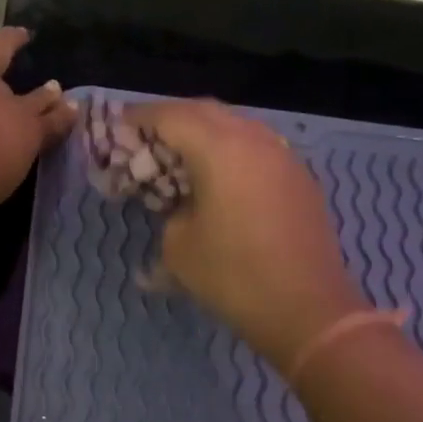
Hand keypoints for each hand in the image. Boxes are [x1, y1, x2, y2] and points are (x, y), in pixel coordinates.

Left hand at [0, 3, 76, 214]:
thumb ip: (0, 170)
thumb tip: (0, 160)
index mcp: (24, 134)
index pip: (49, 125)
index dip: (61, 117)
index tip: (73, 108)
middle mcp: (4, 100)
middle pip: (29, 94)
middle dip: (44, 92)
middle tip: (53, 85)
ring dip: (6, 40)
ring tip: (15, 32)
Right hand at [131, 99, 366, 363]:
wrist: (307, 310)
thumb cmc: (233, 276)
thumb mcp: (178, 246)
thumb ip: (169, 210)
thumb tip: (180, 204)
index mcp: (219, 148)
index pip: (169, 116)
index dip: (138, 118)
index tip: (115, 128)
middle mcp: (254, 139)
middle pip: (203, 111)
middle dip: (170, 120)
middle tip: (144, 141)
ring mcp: (283, 156)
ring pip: (235, 126)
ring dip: (203, 134)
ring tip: (179, 158)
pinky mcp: (299, 178)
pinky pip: (256, 148)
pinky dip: (229, 151)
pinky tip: (218, 179)